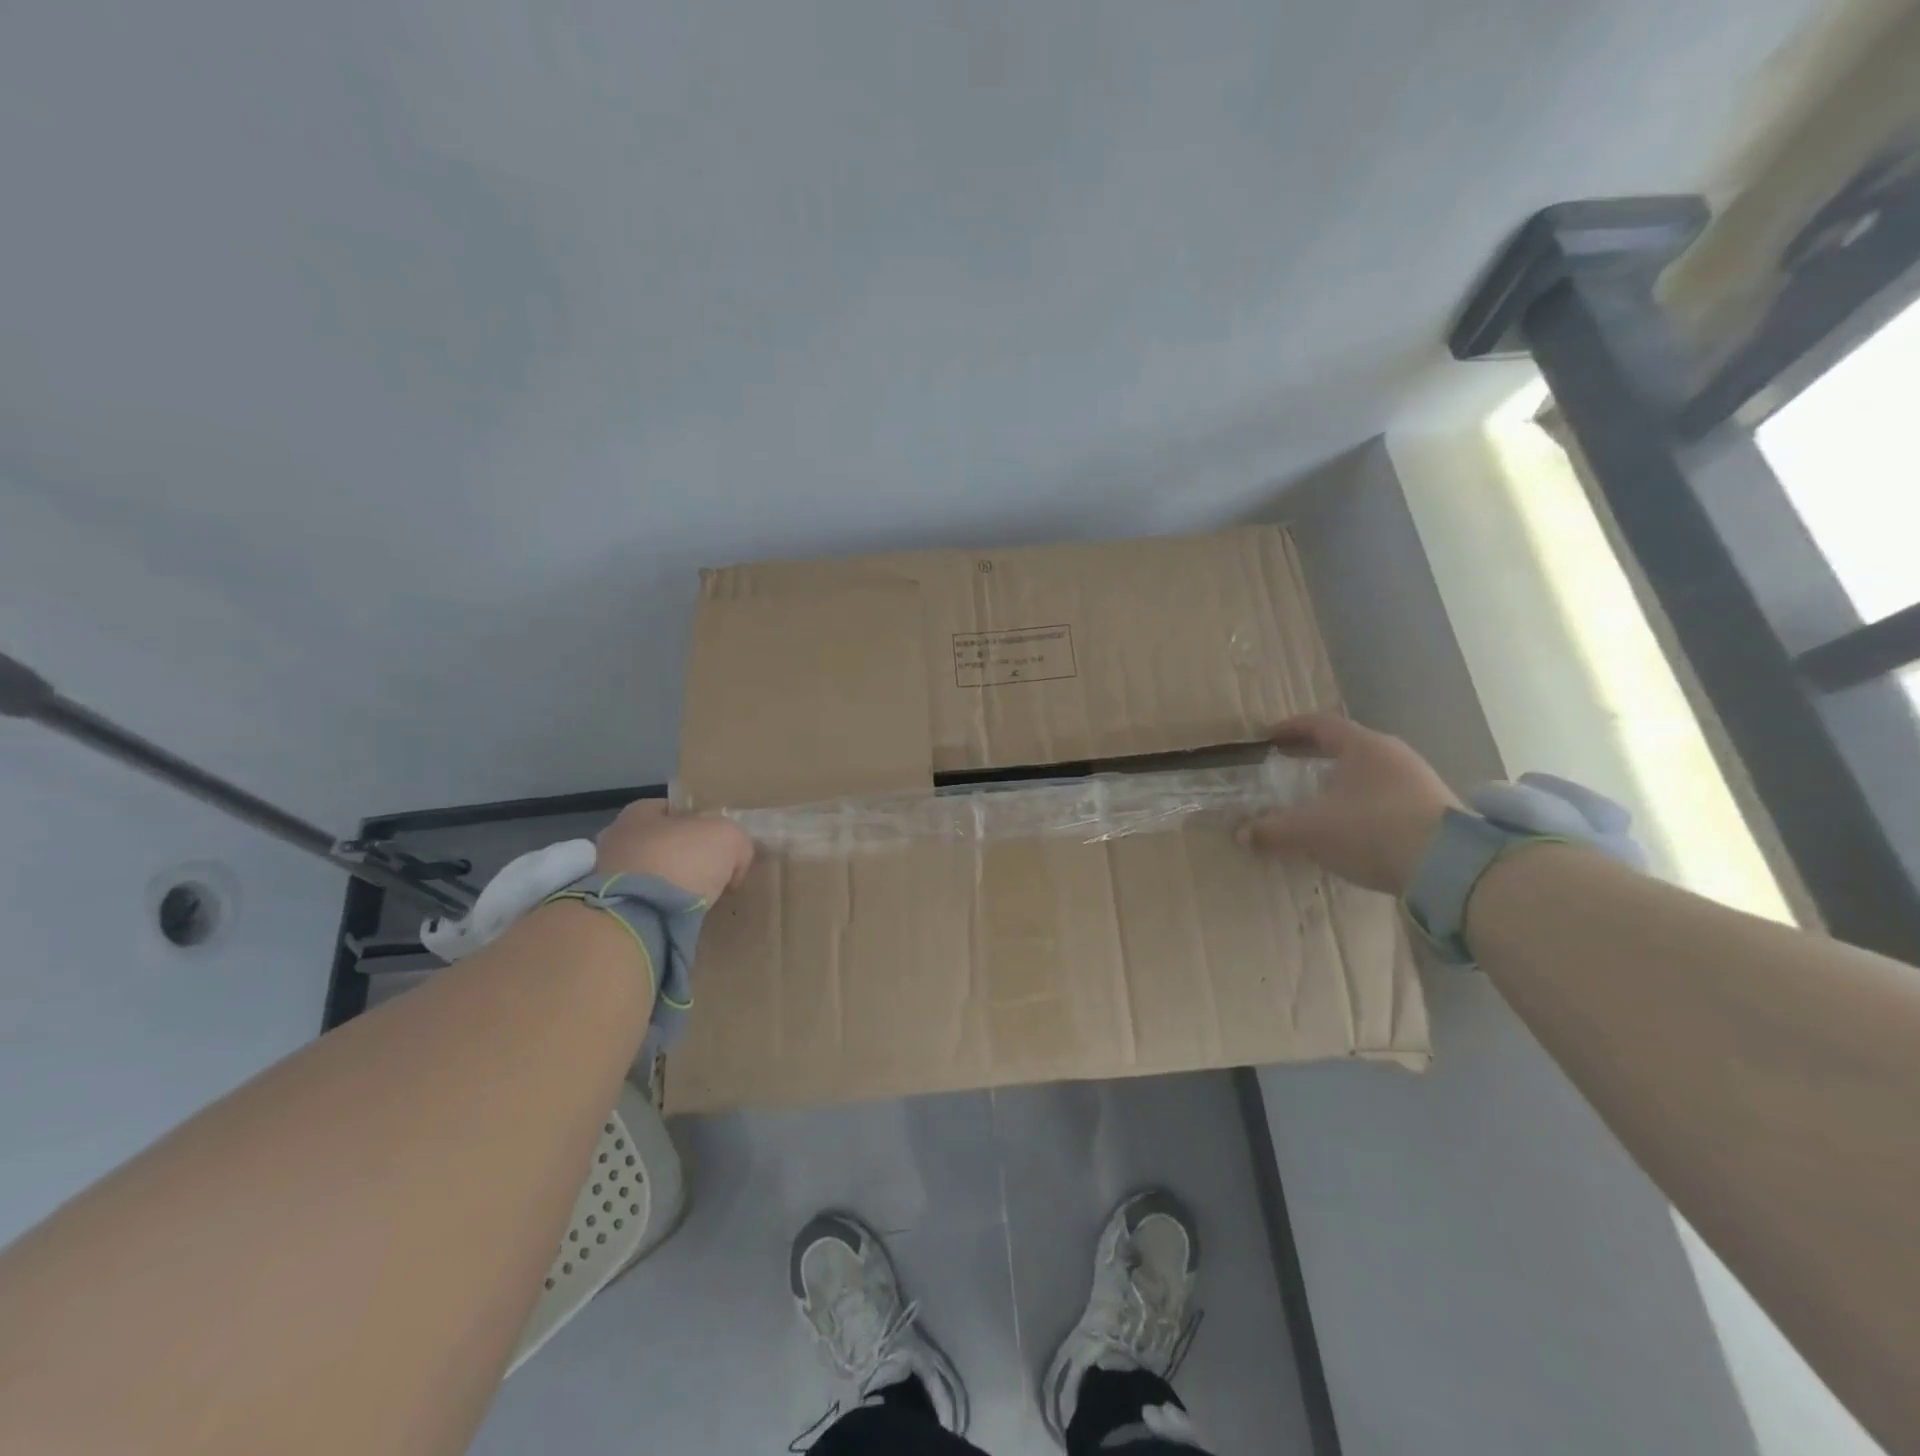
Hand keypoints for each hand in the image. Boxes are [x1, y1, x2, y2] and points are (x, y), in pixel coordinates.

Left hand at [595, 800, 753, 901]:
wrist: (642, 916)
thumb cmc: (682, 860)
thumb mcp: (728, 837)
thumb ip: (737, 841)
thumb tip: (736, 860)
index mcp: (638, 812)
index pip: (674, 810)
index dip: (702, 824)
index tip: (721, 846)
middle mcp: (615, 840)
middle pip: (662, 843)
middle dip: (685, 857)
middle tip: (713, 874)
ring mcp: (606, 879)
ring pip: (651, 876)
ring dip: (672, 886)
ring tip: (698, 900)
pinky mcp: (609, 912)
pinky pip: (644, 904)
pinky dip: (661, 909)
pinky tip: (680, 917)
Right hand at [1239, 713, 1460, 894]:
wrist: (1450, 868)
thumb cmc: (1371, 830)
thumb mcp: (1310, 831)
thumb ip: (1272, 830)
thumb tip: (1241, 833)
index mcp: (1362, 746)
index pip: (1320, 724)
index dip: (1290, 728)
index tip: (1268, 737)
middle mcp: (1393, 755)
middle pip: (1346, 745)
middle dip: (1314, 755)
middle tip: (1288, 765)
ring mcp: (1418, 781)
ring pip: (1368, 771)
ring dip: (1340, 780)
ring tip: (1317, 798)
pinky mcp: (1434, 809)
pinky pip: (1386, 795)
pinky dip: (1361, 802)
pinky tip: (1351, 825)